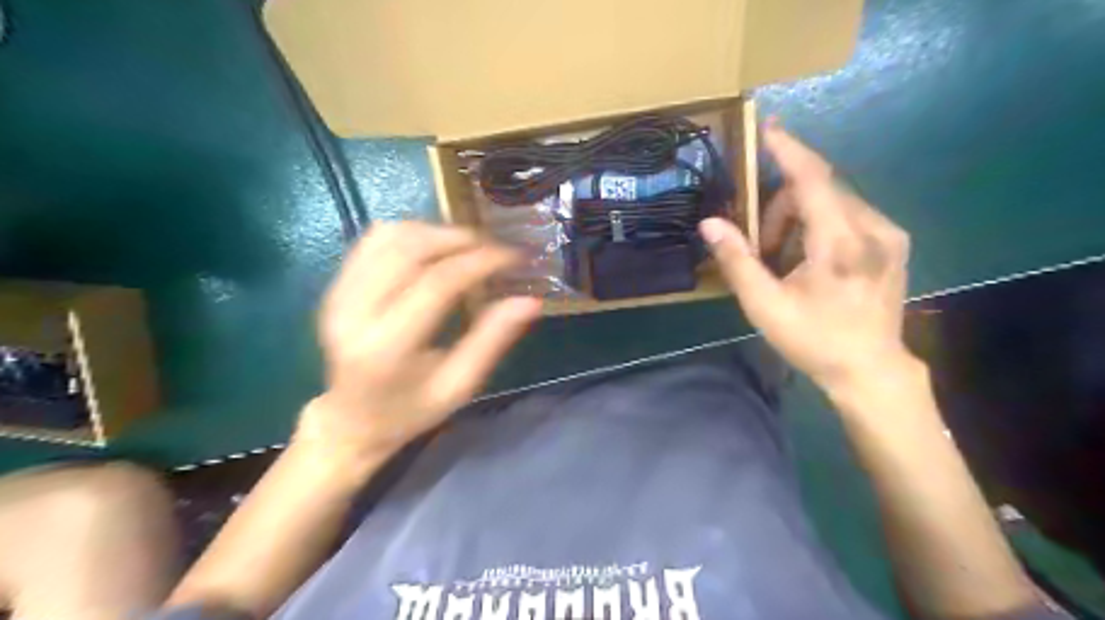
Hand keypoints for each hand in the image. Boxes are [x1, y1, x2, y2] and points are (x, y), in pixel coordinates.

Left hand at [296, 220, 542, 458]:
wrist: (352, 420)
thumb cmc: (411, 410)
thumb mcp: (459, 385)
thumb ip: (492, 340)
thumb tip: (530, 301)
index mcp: (387, 348)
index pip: (437, 284)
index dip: (479, 262)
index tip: (513, 257)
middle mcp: (355, 313)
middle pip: (409, 249)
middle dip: (458, 238)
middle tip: (494, 247)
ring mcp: (338, 295)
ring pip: (389, 237)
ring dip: (435, 231)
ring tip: (468, 246)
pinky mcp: (335, 286)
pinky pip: (372, 241)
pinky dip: (410, 234)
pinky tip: (434, 247)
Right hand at [707, 120, 915, 391]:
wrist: (871, 370)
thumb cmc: (815, 340)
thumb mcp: (765, 305)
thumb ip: (737, 261)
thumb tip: (710, 223)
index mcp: (841, 242)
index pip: (812, 179)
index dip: (788, 150)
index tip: (767, 127)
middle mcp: (873, 227)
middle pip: (818, 190)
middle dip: (780, 209)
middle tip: (761, 248)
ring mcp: (889, 234)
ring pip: (832, 202)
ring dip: (798, 220)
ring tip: (784, 261)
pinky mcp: (893, 243)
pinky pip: (848, 214)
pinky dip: (819, 226)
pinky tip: (810, 260)